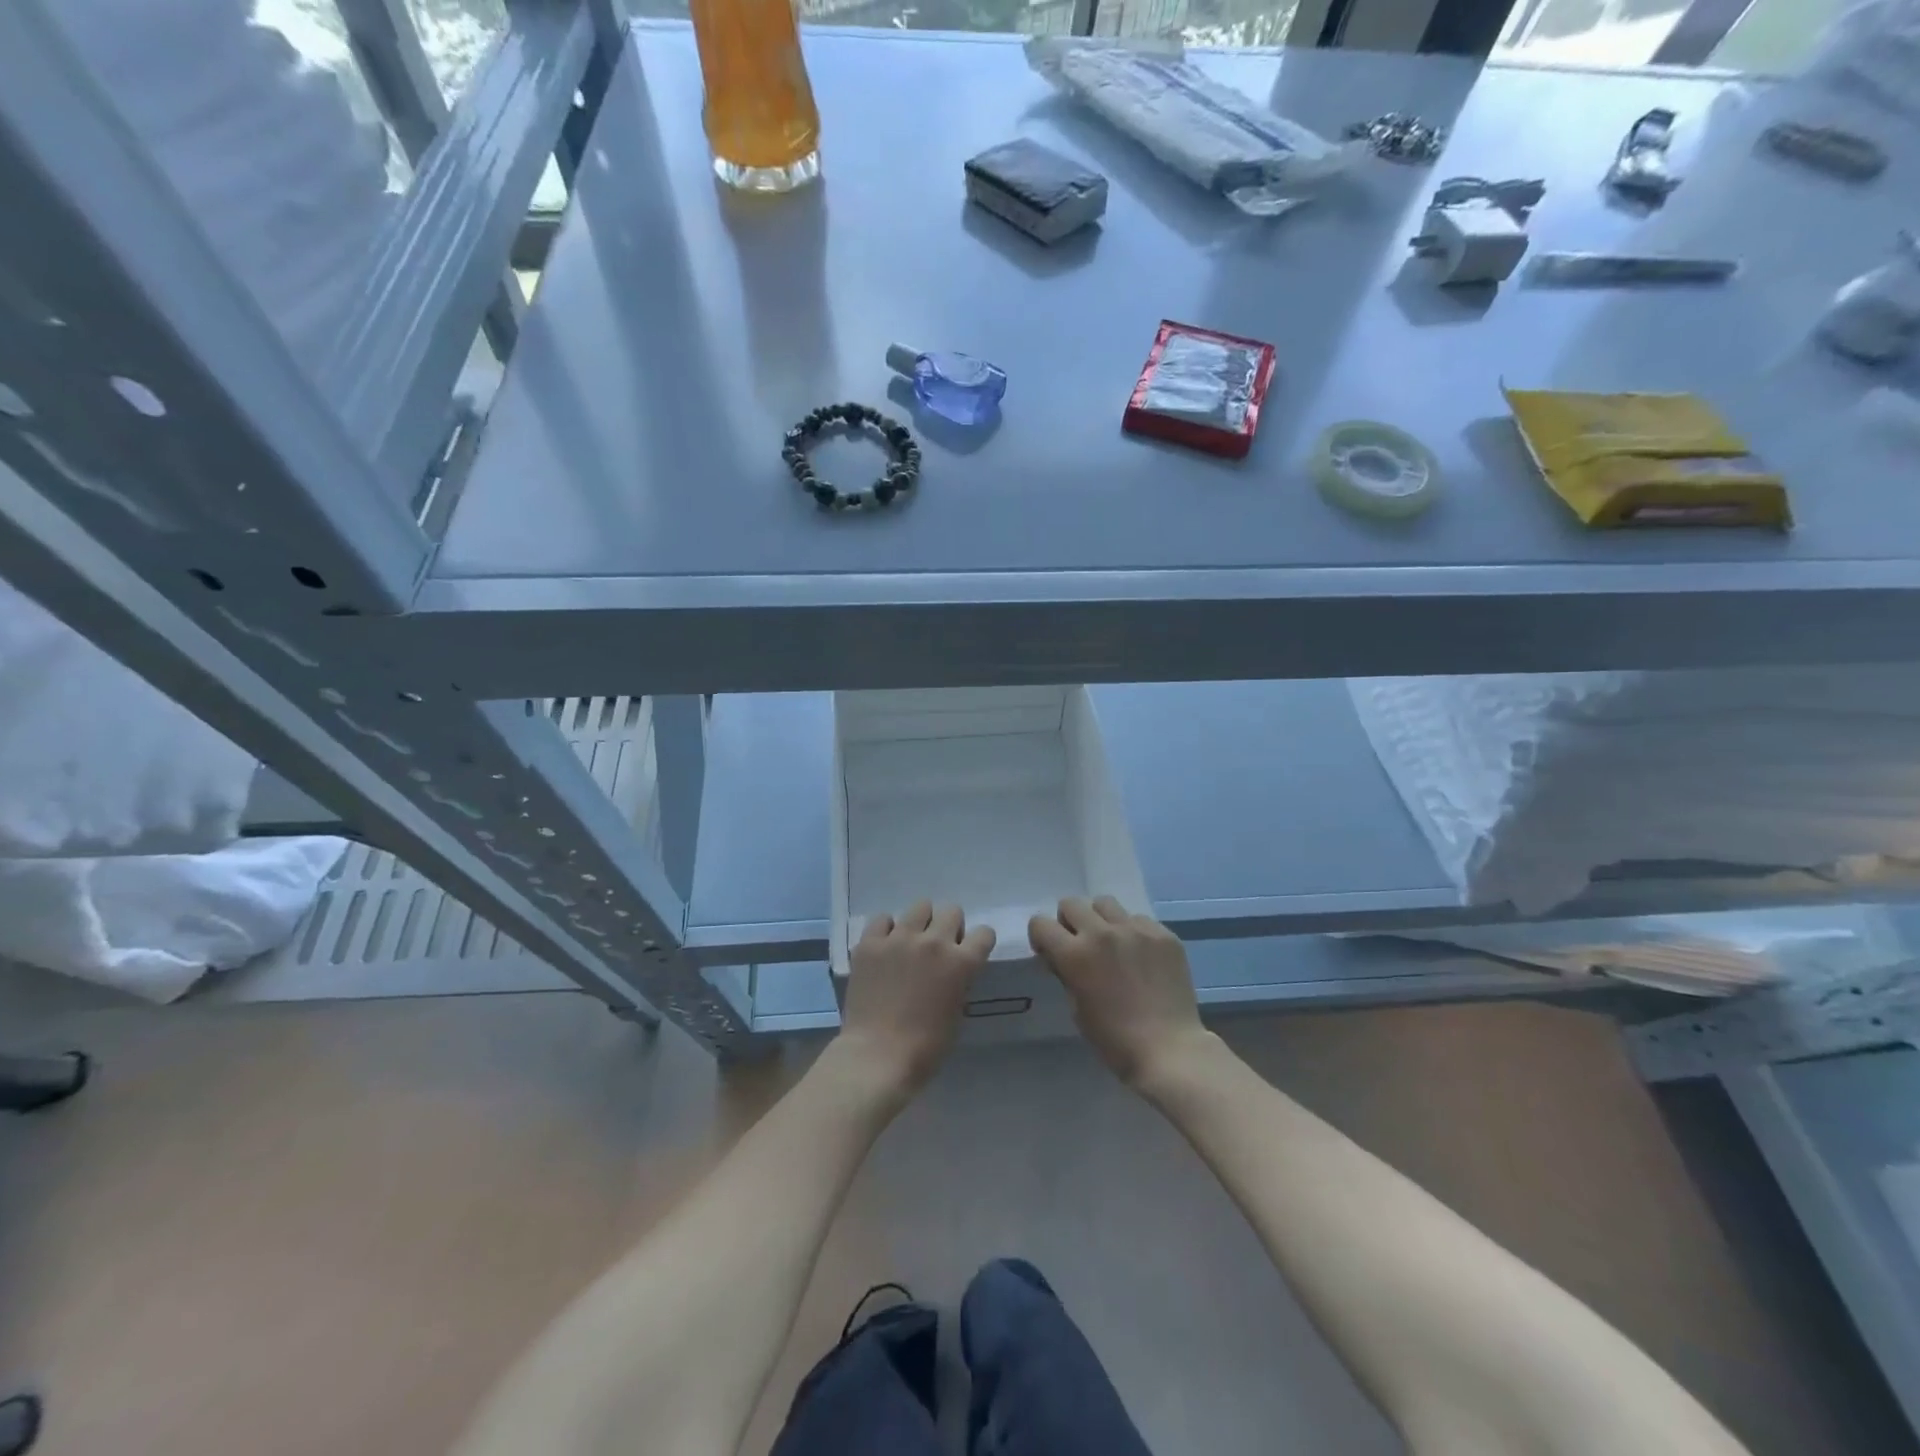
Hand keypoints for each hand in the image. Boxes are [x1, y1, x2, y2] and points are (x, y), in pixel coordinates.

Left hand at [837, 901, 994, 1099]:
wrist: (877, 1056)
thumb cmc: (925, 1048)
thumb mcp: (956, 1012)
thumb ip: (958, 981)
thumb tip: (951, 969)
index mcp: (961, 962)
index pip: (984, 933)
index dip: (978, 943)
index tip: (969, 952)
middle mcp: (934, 942)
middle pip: (952, 911)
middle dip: (949, 927)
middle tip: (938, 948)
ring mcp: (899, 938)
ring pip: (920, 906)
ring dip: (920, 923)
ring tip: (910, 943)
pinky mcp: (870, 943)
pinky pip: (882, 919)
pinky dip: (886, 930)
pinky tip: (884, 948)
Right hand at [1029, 897, 1211, 1092]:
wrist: (1170, 1050)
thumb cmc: (1114, 1039)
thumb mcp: (1076, 1008)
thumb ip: (1065, 973)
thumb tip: (1060, 956)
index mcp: (1075, 954)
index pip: (1040, 923)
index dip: (1041, 937)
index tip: (1050, 952)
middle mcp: (1103, 932)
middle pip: (1071, 904)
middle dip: (1069, 922)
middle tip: (1081, 945)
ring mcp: (1136, 929)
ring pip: (1105, 903)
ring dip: (1100, 920)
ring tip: (1112, 944)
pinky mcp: (1163, 934)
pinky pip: (1138, 919)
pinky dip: (1133, 932)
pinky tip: (1142, 957)